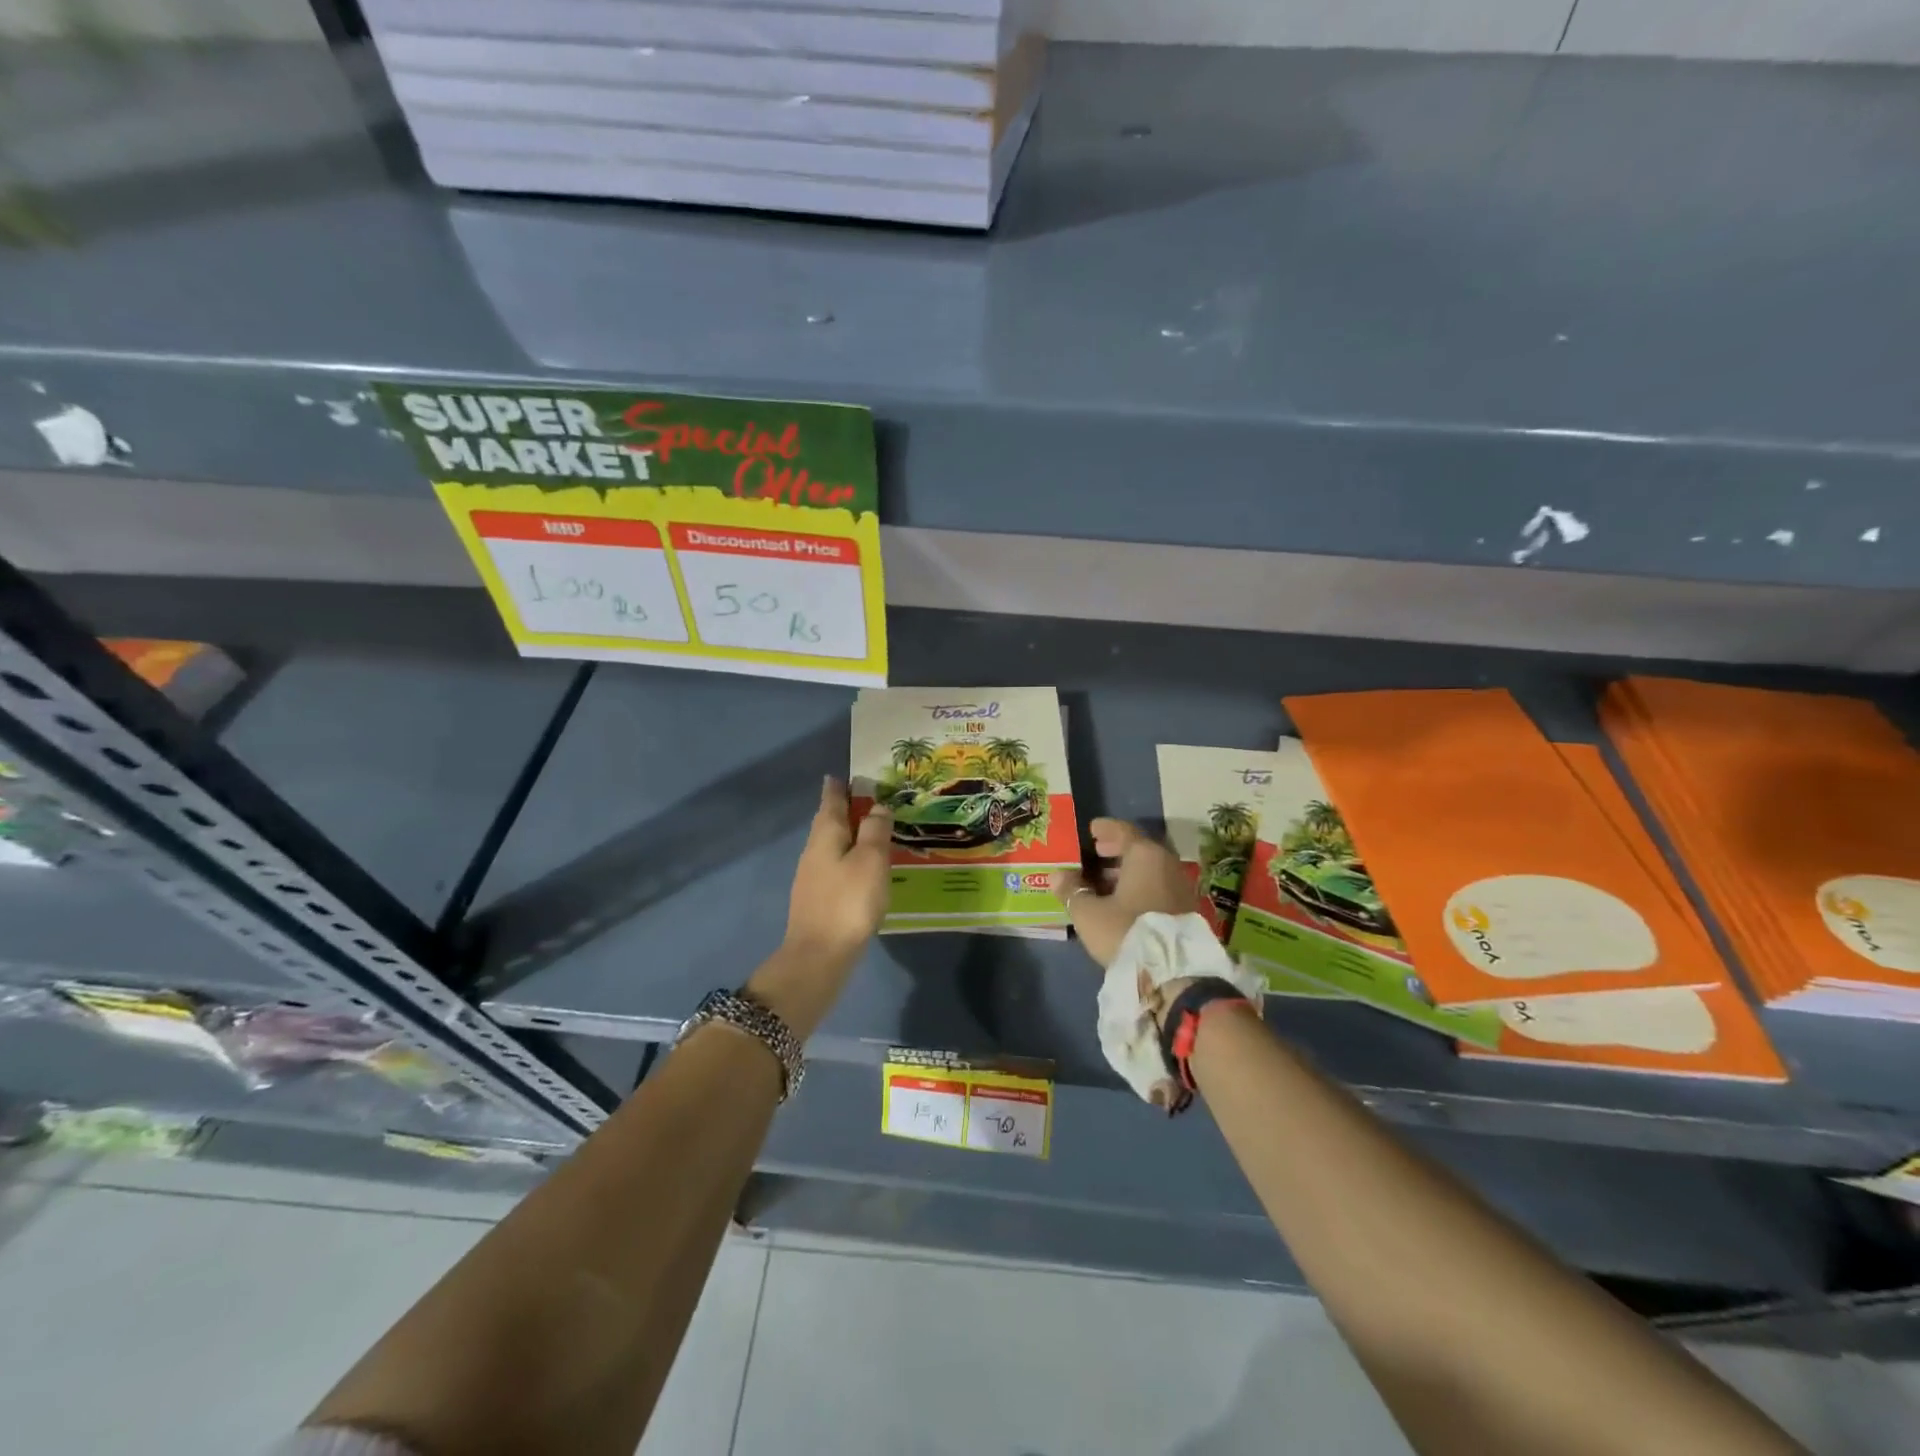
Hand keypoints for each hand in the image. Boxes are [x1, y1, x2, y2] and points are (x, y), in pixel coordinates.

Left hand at [749, 779, 891, 1038]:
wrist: (819, 955)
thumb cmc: (849, 901)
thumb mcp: (870, 860)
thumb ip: (875, 830)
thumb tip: (877, 806)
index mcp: (825, 835)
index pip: (831, 802)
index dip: (838, 788)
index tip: (845, 775)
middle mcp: (813, 851)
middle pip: (827, 822)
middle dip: (842, 809)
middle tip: (862, 798)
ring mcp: (812, 877)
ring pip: (829, 845)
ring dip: (846, 834)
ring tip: (867, 830)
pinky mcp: (817, 899)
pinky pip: (833, 866)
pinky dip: (846, 857)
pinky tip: (860, 867)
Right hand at [1050, 818, 1193, 969]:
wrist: (1173, 974)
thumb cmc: (1126, 931)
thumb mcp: (1089, 912)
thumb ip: (1072, 890)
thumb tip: (1056, 875)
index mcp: (1145, 855)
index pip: (1123, 831)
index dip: (1105, 829)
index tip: (1092, 829)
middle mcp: (1167, 864)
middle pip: (1139, 850)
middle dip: (1116, 851)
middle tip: (1096, 853)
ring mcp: (1181, 887)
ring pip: (1150, 870)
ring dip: (1127, 871)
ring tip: (1104, 881)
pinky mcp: (1186, 910)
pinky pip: (1158, 887)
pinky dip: (1140, 887)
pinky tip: (1123, 901)